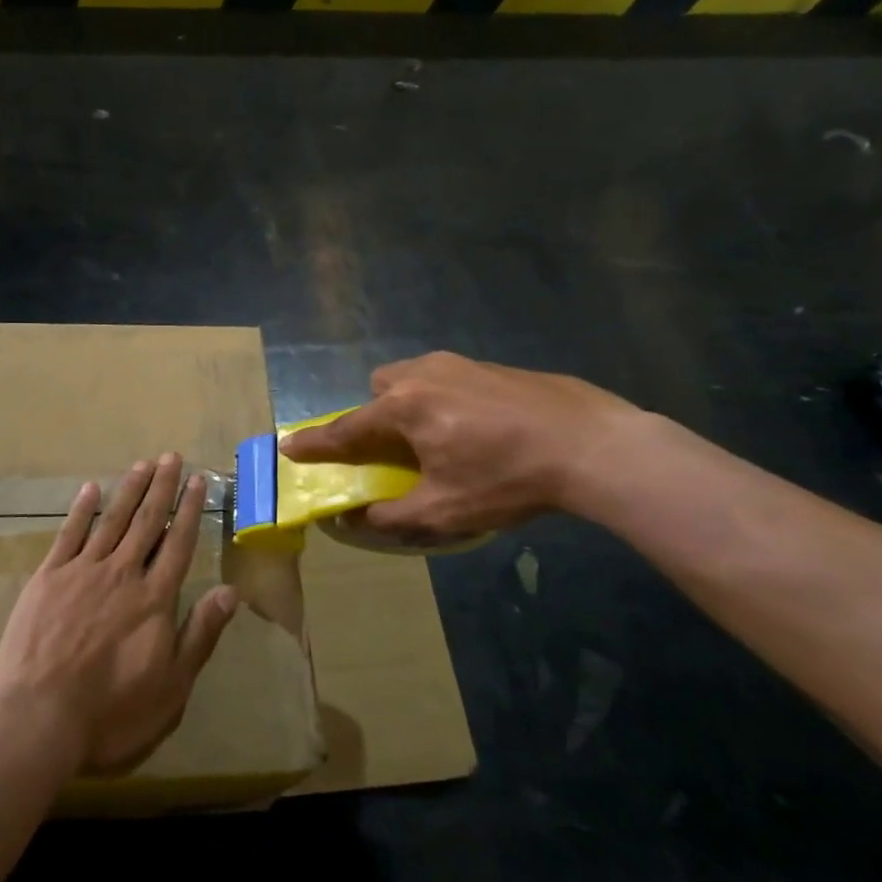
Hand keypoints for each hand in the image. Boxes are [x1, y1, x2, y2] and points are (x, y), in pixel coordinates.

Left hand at [0, 454, 239, 775]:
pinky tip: (90, 489)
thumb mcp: (172, 687)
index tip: (197, 481)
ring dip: (129, 490)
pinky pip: (69, 535)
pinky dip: (81, 510)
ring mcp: (82, 572)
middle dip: (162, 488)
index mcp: (154, 599)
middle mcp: (122, 574)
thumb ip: (200, 634)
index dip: (189, 511)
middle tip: (171, 457)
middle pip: (147, 522)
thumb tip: (230, 591)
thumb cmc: (113, 713)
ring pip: (112, 521)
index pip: (178, 544)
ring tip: (142, 464)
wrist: (39, 720)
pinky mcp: (47, 579)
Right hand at [280, 353, 643, 541]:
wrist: (591, 445)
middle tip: (397, 447)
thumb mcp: (444, 510)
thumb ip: (392, 516)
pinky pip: (451, 377)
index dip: (316, 443)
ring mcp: (462, 364)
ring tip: (441, 437)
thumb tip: (355, 518)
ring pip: (416, 376)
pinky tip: (482, 427)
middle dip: (377, 414)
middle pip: (381, 388)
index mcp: (404, 408)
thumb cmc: (507, 479)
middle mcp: (424, 374)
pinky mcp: (494, 365)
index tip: (290, 446)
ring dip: (412, 403)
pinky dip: (447, 399)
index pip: (346, 429)